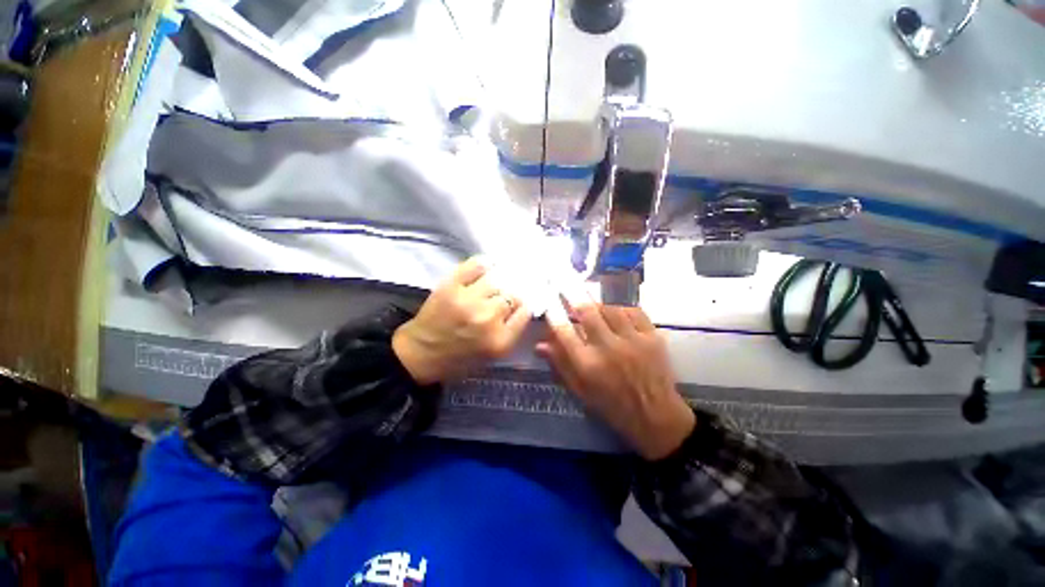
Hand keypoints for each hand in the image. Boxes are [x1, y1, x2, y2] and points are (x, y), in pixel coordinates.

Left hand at [393, 257, 529, 384]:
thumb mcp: (492, 355)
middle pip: (513, 296)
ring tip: (492, 285)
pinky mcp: (451, 287)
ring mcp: (468, 300)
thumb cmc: (459, 359)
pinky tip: (486, 266)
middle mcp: (488, 319)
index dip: (523, 306)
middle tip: (502, 298)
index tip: (519, 305)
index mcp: (500, 340)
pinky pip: (475, 266)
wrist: (420, 355)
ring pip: (497, 281)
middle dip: (509, 297)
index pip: (526, 311)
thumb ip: (510, 332)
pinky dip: (483, 264)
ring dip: (497, 283)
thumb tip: (521, 306)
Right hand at [536, 298, 694, 460]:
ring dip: (598, 304)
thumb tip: (540, 344)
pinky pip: (634, 311)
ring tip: (593, 304)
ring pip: (610, 308)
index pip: (564, 331)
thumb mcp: (580, 391)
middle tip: (566, 283)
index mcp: (588, 365)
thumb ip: (560, 365)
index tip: (549, 300)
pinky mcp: (652, 337)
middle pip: (587, 312)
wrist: (656, 416)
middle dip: (574, 296)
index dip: (554, 313)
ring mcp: (633, 340)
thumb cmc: (612, 405)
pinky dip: (622, 308)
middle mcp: (609, 349)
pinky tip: (617, 312)